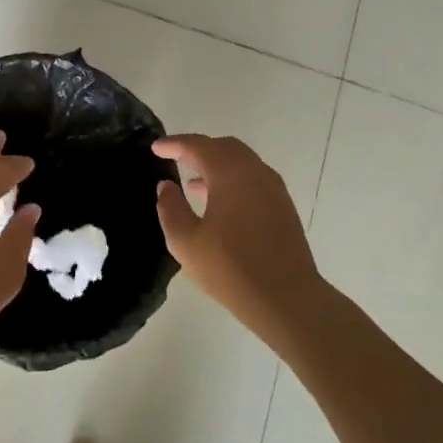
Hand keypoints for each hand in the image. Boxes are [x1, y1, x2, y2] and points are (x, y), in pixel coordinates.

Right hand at [152, 134, 321, 337]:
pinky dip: (233, 179)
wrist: (287, 299)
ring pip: (241, 162)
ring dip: (216, 165)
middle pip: (223, 147)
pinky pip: (253, 179)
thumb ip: (170, 208)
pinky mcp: (283, 206)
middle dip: (198, 149)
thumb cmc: (230, 268)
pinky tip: (220, 204)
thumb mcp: (185, 241)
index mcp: (230, 173)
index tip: (156, 148)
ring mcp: (273, 188)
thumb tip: (167, 185)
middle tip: (176, 158)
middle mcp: (254, 172)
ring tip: (193, 184)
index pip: (198, 146)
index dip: (174, 144)